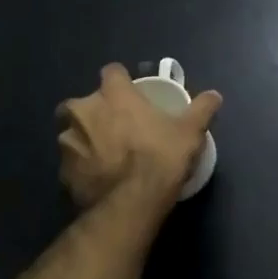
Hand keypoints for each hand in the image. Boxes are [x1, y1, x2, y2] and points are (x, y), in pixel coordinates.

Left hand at [56, 63, 222, 213]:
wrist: (129, 206)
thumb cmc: (159, 158)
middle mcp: (83, 111)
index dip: (121, 81)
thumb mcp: (189, 133)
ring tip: (106, 156)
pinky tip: (99, 178)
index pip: (112, 72)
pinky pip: (71, 162)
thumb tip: (215, 95)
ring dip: (85, 139)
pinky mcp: (61, 172)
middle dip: (96, 111)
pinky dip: (82, 167)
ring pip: (73, 132)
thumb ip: (201, 109)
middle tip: (117, 127)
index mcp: (113, 94)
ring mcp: (68, 142)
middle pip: (84, 102)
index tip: (131, 94)